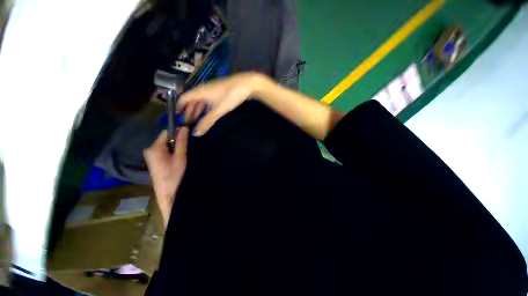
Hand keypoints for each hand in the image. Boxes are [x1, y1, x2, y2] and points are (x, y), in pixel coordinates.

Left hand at [143, 128, 188, 228]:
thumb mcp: (180, 157)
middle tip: (187, 147)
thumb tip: (184, 127)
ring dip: (174, 146)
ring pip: (165, 144)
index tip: (187, 135)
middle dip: (176, 140)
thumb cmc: (174, 174)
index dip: (177, 132)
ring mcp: (150, 155)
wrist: (167, 193)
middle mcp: (149, 149)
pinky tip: (177, 158)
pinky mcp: (153, 160)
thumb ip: (181, 142)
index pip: (166, 132)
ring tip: (183, 153)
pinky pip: (163, 150)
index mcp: (154, 148)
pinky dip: (171, 151)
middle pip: (165, 138)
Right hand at [177, 72, 268, 135]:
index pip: (183, 99)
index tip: (176, 118)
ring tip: (196, 121)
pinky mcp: (220, 93)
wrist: (247, 84)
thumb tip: (196, 133)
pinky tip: (208, 114)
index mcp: (199, 91)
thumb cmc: (230, 96)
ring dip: (197, 111)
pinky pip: (208, 101)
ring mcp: (212, 91)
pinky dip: (206, 109)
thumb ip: (207, 121)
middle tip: (187, 123)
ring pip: (201, 101)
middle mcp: (203, 90)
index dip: (179, 108)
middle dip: (188, 112)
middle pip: (192, 101)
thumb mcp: (218, 110)